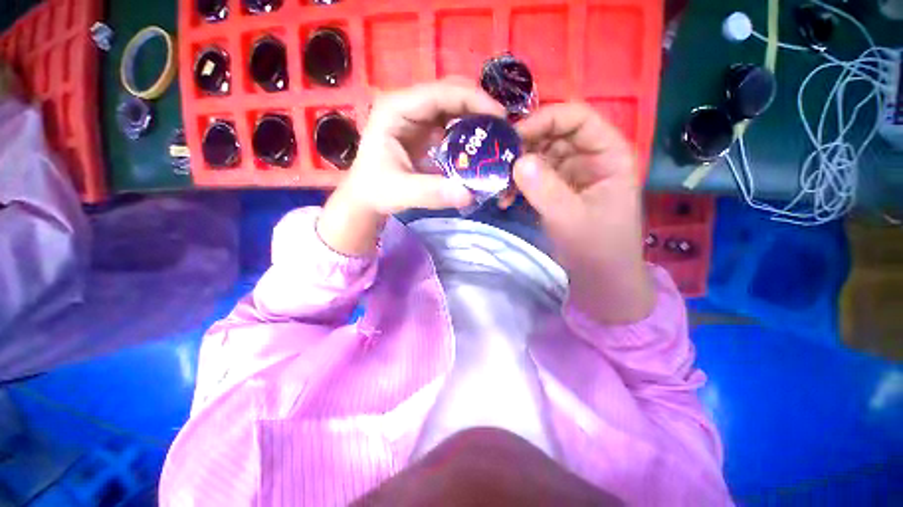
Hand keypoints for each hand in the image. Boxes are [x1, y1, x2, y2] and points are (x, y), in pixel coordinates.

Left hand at [317, 79, 504, 255]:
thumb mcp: (400, 192)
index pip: (440, 93)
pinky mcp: (425, 130)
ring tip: (497, 135)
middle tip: (503, 128)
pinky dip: (469, 130)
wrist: (366, 196)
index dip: (473, 99)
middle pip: (451, 92)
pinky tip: (481, 144)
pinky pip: (453, 122)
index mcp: (396, 109)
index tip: (500, 118)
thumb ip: (431, 193)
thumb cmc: (376, 190)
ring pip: (454, 105)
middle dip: (479, 105)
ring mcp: (418, 116)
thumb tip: (469, 195)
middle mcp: (408, 105)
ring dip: (477, 116)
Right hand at [512, 103, 653, 322]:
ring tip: (498, 186)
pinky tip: (505, 199)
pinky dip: (517, 185)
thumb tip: (517, 160)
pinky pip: (534, 177)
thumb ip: (545, 189)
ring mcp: (571, 175)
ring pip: (539, 156)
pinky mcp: (557, 191)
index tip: (513, 137)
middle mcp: (589, 158)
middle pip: (553, 134)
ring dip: (516, 169)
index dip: (544, 119)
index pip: (576, 117)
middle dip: (524, 147)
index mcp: (608, 154)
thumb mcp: (570, 219)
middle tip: (497, 163)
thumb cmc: (597, 249)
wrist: (600, 280)